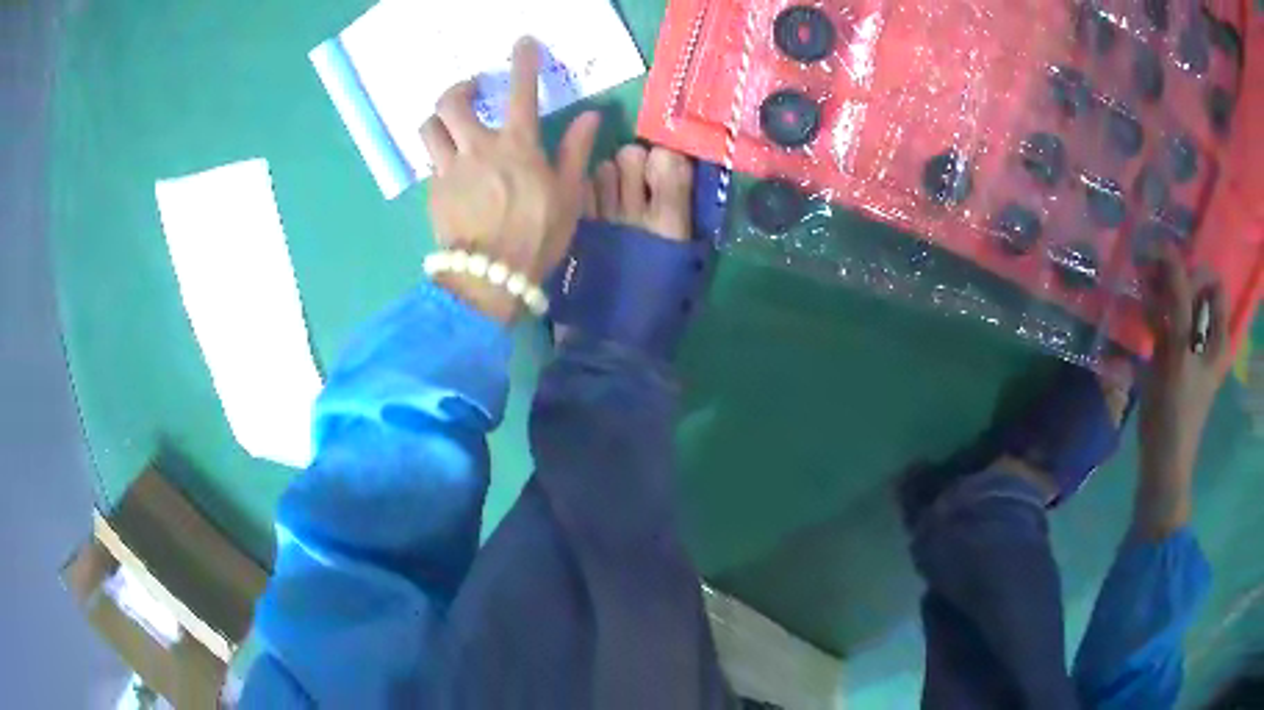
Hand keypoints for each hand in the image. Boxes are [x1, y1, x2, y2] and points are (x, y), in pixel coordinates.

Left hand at [420, 37, 600, 322]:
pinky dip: (440, 156)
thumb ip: (575, 150)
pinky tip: (452, 169)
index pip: (521, 91)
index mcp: (517, 145)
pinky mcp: (434, 192)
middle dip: (459, 88)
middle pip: (451, 102)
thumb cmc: (538, 235)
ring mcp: (450, 169)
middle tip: (470, 90)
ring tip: (450, 125)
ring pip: (430, 128)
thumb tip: (589, 116)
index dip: (522, 61)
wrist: (490, 277)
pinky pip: (430, 162)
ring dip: (439, 119)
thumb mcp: (568, 193)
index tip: (521, 43)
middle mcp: (477, 148)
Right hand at [1135, 244, 1230, 534]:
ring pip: (1180, 305)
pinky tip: (1142, 321)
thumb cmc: (1175, 408)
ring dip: (1161, 297)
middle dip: (1173, 281)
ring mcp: (1193, 348)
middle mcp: (1209, 336)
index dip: (1192, 271)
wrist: (1162, 460)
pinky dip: (1156, 316)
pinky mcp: (1177, 359)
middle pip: (1195, 290)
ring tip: (1143, 302)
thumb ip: (1176, 296)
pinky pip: (1169, 323)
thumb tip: (1166, 248)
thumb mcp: (1178, 347)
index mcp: (1219, 334)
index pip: (1212, 281)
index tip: (1168, 276)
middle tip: (1150, 284)